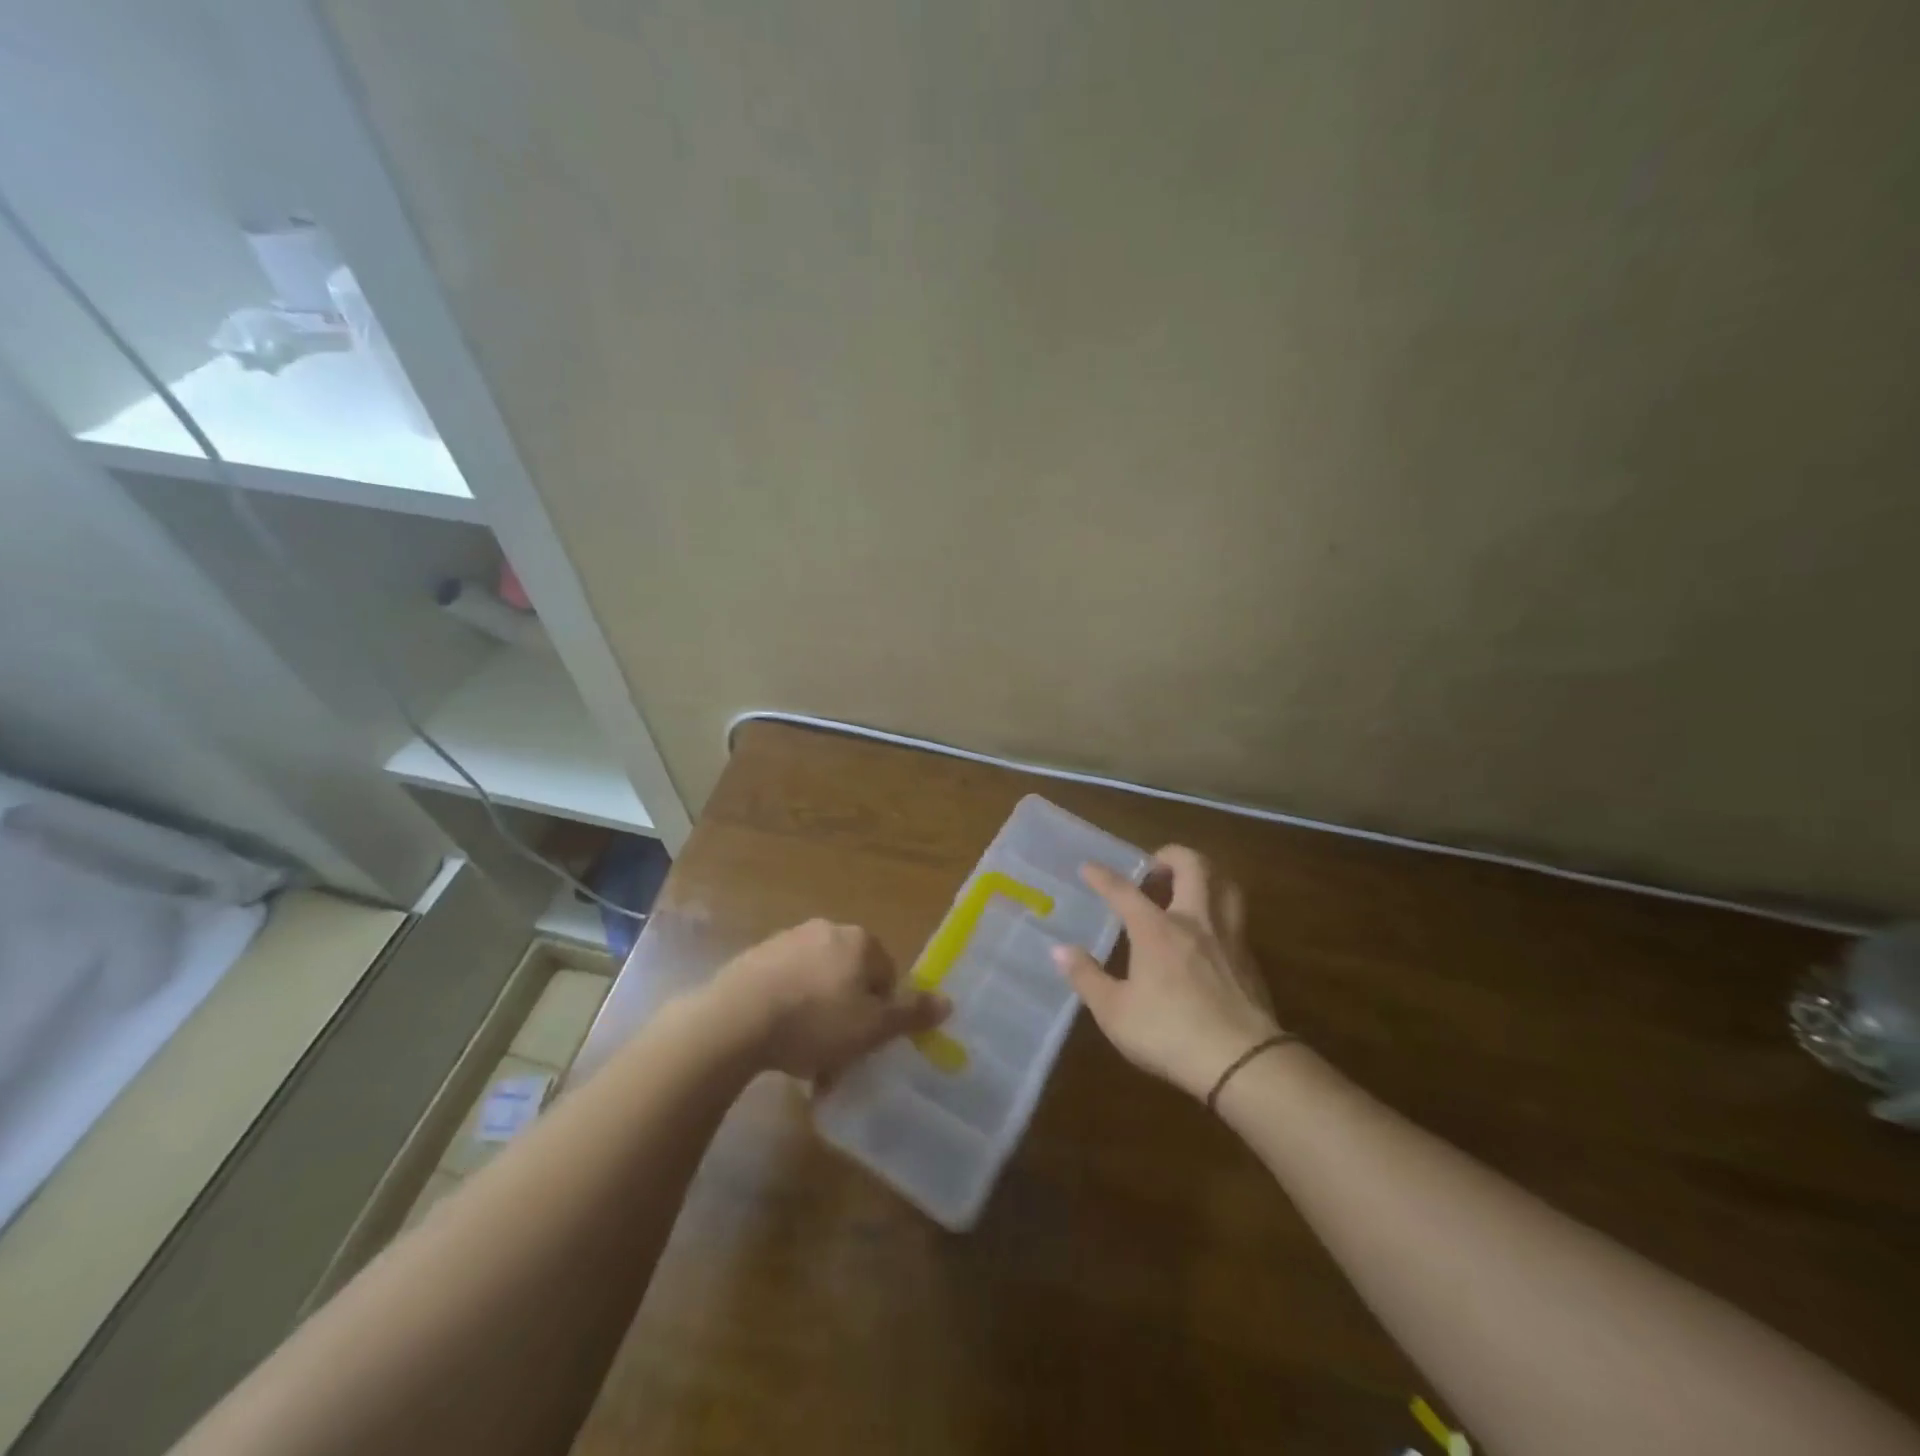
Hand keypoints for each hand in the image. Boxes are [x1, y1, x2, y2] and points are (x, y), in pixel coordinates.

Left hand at [707, 918, 948, 1084]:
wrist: (736, 1019)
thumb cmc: (816, 1022)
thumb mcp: (872, 1027)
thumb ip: (911, 1014)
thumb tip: (948, 1001)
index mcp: (859, 941)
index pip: (886, 974)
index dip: (880, 1012)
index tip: (864, 1042)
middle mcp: (826, 930)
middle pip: (850, 976)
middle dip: (847, 1011)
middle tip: (835, 1050)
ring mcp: (787, 940)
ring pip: (816, 980)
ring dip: (816, 1011)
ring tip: (802, 1052)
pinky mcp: (754, 957)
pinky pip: (784, 983)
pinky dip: (786, 1006)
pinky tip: (775, 1037)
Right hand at [1053, 846, 1281, 1100]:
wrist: (1242, 1061)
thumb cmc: (1169, 1032)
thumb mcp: (1114, 1011)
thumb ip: (1086, 977)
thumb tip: (1059, 949)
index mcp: (1156, 929)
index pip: (1124, 891)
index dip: (1103, 876)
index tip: (1088, 867)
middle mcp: (1194, 921)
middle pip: (1192, 866)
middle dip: (1171, 855)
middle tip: (1154, 867)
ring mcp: (1228, 937)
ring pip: (1225, 885)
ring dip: (1207, 875)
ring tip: (1190, 885)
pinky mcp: (1250, 960)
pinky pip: (1236, 918)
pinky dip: (1221, 911)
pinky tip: (1210, 933)